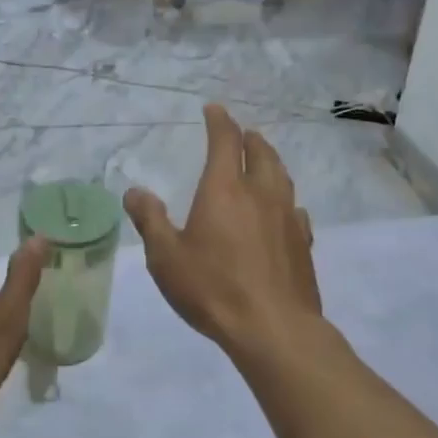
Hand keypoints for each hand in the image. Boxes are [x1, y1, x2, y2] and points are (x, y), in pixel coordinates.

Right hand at [124, 105, 321, 353]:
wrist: (274, 328)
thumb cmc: (213, 288)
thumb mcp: (166, 257)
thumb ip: (150, 220)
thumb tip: (134, 191)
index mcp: (225, 189)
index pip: (225, 141)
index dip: (219, 121)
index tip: (214, 109)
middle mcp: (260, 194)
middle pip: (261, 153)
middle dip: (250, 139)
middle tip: (242, 134)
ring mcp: (287, 217)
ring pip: (282, 177)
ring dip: (271, 162)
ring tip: (264, 162)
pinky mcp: (303, 242)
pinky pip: (296, 209)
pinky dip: (286, 200)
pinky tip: (285, 211)